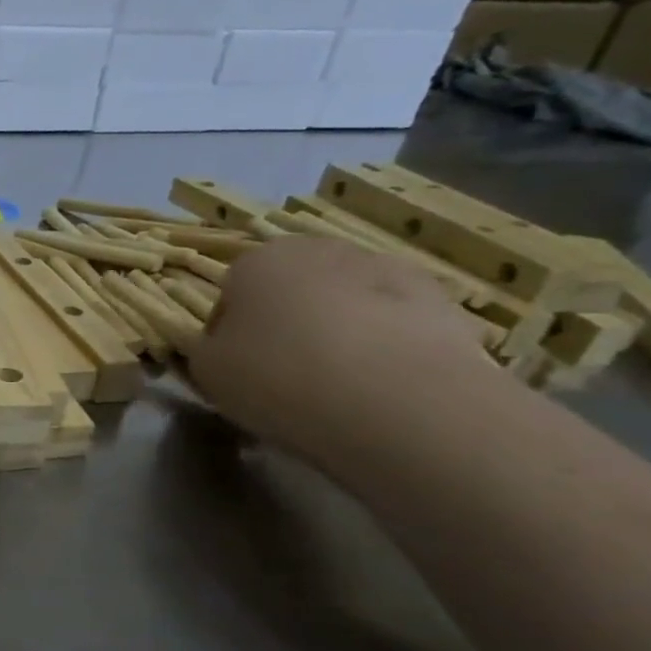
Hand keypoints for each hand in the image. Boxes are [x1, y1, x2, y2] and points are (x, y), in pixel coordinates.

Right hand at [188, 236, 497, 463]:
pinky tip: (380, 389)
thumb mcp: (208, 371)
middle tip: (284, 375)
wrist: (400, 401)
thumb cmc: (279, 376)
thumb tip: (224, 347)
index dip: (228, 332)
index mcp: (258, 259)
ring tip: (338, 388)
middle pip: (291, 290)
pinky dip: (385, 348)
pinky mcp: (444, 303)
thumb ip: (207, 350)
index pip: (230, 292)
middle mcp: (322, 249)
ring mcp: (389, 271)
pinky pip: (394, 326)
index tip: (236, 368)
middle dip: (286, 323)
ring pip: (345, 304)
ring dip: (338, 333)